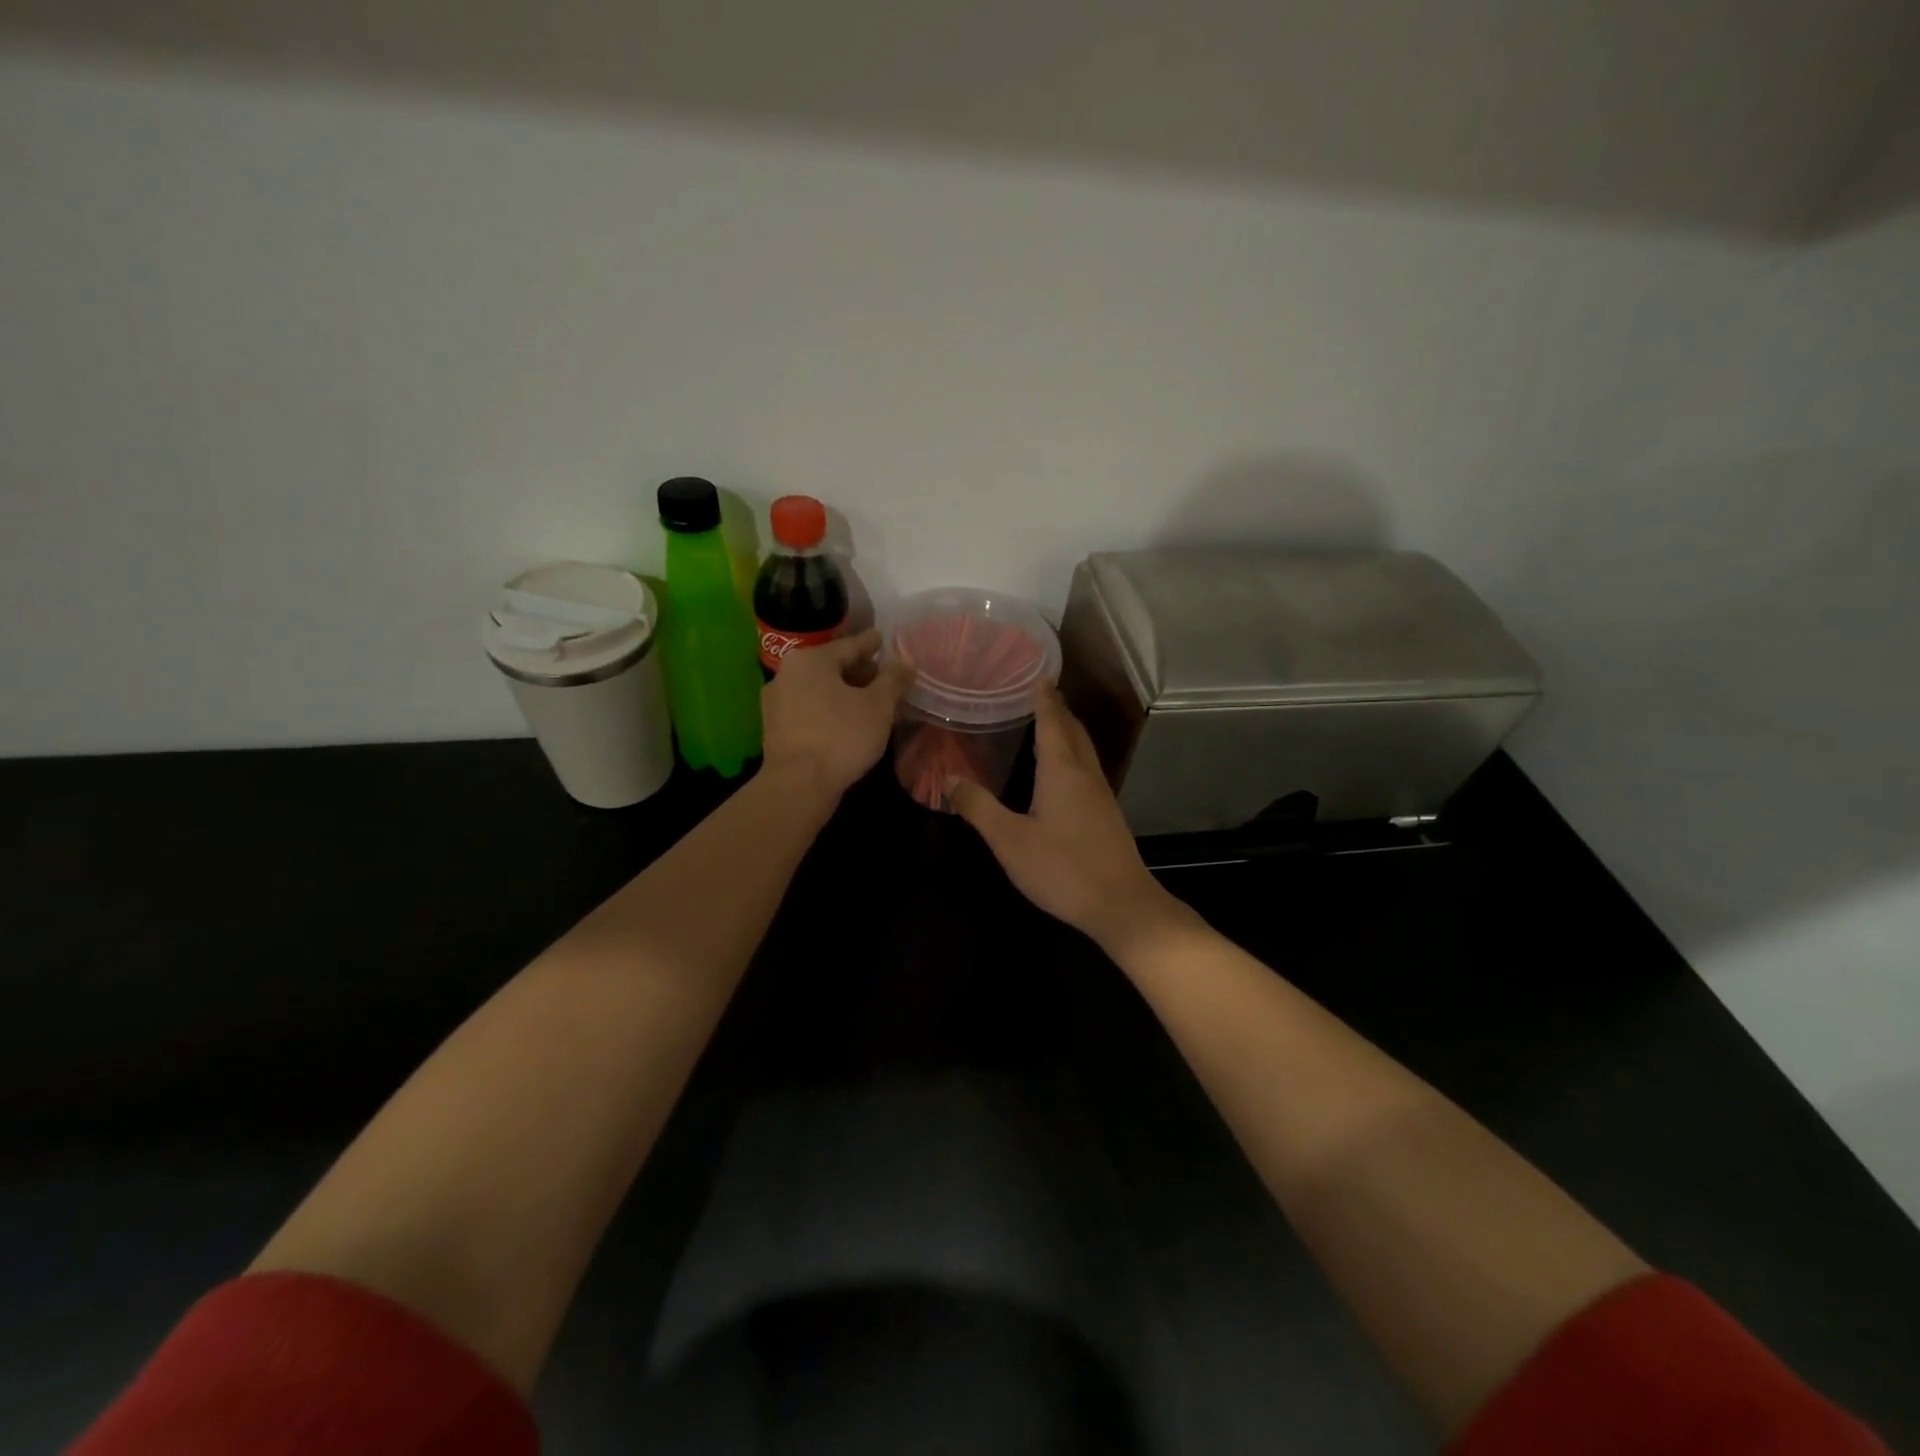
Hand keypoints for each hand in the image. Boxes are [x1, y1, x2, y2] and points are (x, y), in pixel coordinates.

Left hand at [761, 629, 912, 796]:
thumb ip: (893, 680)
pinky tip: (848, 723)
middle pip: (832, 667)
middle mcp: (787, 674)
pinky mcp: (776, 729)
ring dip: (846, 694)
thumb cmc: (841, 736)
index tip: (883, 640)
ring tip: (871, 703)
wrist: (798, 785)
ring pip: (820, 690)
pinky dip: (831, 711)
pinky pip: (810, 710)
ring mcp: (777, 703)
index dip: (871, 644)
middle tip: (884, 678)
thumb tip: (906, 663)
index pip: (849, 645)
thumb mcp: (878, 706)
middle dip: (860, 672)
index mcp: (810, 660)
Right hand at [950, 688, 1187, 954]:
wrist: (1120, 905)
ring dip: (1066, 730)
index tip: (1035, 672)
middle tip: (1036, 692)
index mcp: (1062, 770)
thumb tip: (948, 778)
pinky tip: (1060, 770)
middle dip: (1056, 708)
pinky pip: (1087, 768)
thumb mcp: (1010, 841)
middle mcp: (1085, 773)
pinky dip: (1072, 754)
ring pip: (1083, 749)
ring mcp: (1100, 794)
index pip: (1051, 721)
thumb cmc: (1062, 868)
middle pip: (1072, 730)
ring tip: (1046, 722)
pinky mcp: (1106, 814)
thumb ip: (979, 807)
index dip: (1043, 697)